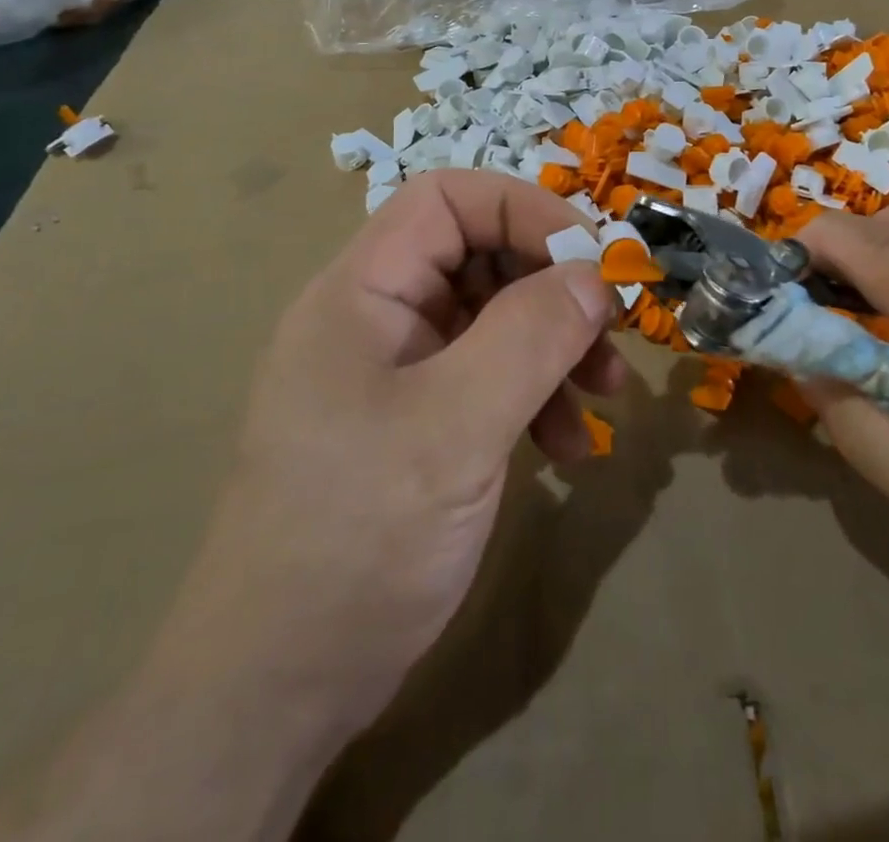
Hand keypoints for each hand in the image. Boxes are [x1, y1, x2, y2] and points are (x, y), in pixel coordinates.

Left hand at [198, 171, 622, 733]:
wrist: (277, 688)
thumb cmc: (356, 538)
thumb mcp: (455, 428)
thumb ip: (529, 337)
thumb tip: (593, 274)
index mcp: (362, 292)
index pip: (447, 200)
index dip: (524, 210)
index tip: (591, 259)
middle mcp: (377, 318)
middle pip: (479, 258)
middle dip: (552, 289)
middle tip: (611, 332)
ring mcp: (396, 373)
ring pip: (494, 319)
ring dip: (556, 347)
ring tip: (608, 397)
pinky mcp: (415, 422)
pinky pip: (489, 378)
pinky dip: (537, 397)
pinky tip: (571, 449)